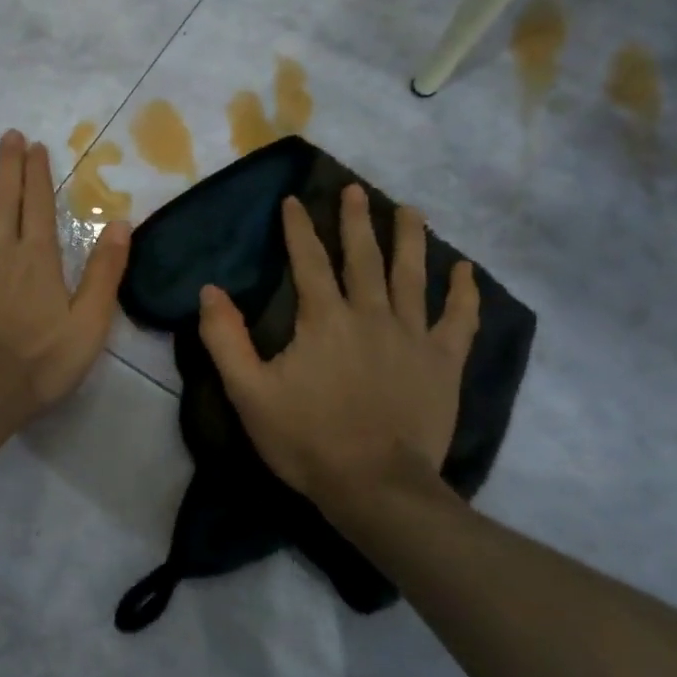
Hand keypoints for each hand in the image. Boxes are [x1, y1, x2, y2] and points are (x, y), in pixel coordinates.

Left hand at [0, 129, 129, 423]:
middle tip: (6, 136)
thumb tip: (121, 224)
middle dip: (6, 166)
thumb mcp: (89, 323)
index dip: (37, 174)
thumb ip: (105, 273)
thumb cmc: (40, 362)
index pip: (38, 205)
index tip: (34, 146)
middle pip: (2, 200)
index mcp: (37, 259)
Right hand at [197, 186, 478, 508]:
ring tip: (409, 209)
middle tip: (356, 189)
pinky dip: (464, 293)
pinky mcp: (443, 363)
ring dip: (409, 239)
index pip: (309, 261)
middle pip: (364, 257)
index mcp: (323, 319)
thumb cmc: (306, 439)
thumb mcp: (248, 392)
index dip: (299, 228)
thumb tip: (210, 290)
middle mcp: (371, 314)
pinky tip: (465, 270)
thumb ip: (225, 339)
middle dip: (357, 220)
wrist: (376, 487)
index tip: (294, 200)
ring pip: (412, 276)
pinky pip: (459, 320)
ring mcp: (413, 337)